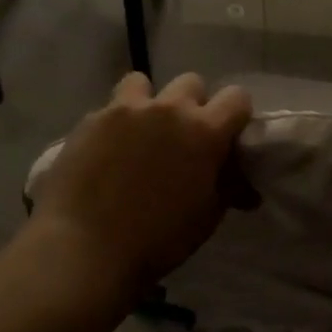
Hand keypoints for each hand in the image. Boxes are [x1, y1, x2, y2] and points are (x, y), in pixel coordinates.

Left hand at [32, 72, 252, 291]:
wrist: (86, 249)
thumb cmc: (158, 240)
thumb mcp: (207, 217)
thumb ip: (227, 188)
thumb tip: (245, 187)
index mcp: (205, 132)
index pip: (237, 98)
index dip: (235, 114)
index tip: (227, 136)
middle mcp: (168, 110)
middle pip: (191, 83)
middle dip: (192, 105)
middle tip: (182, 138)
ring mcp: (125, 110)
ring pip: (143, 83)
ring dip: (149, 103)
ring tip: (139, 133)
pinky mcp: (90, 120)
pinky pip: (109, 108)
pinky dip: (114, 124)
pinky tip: (106, 153)